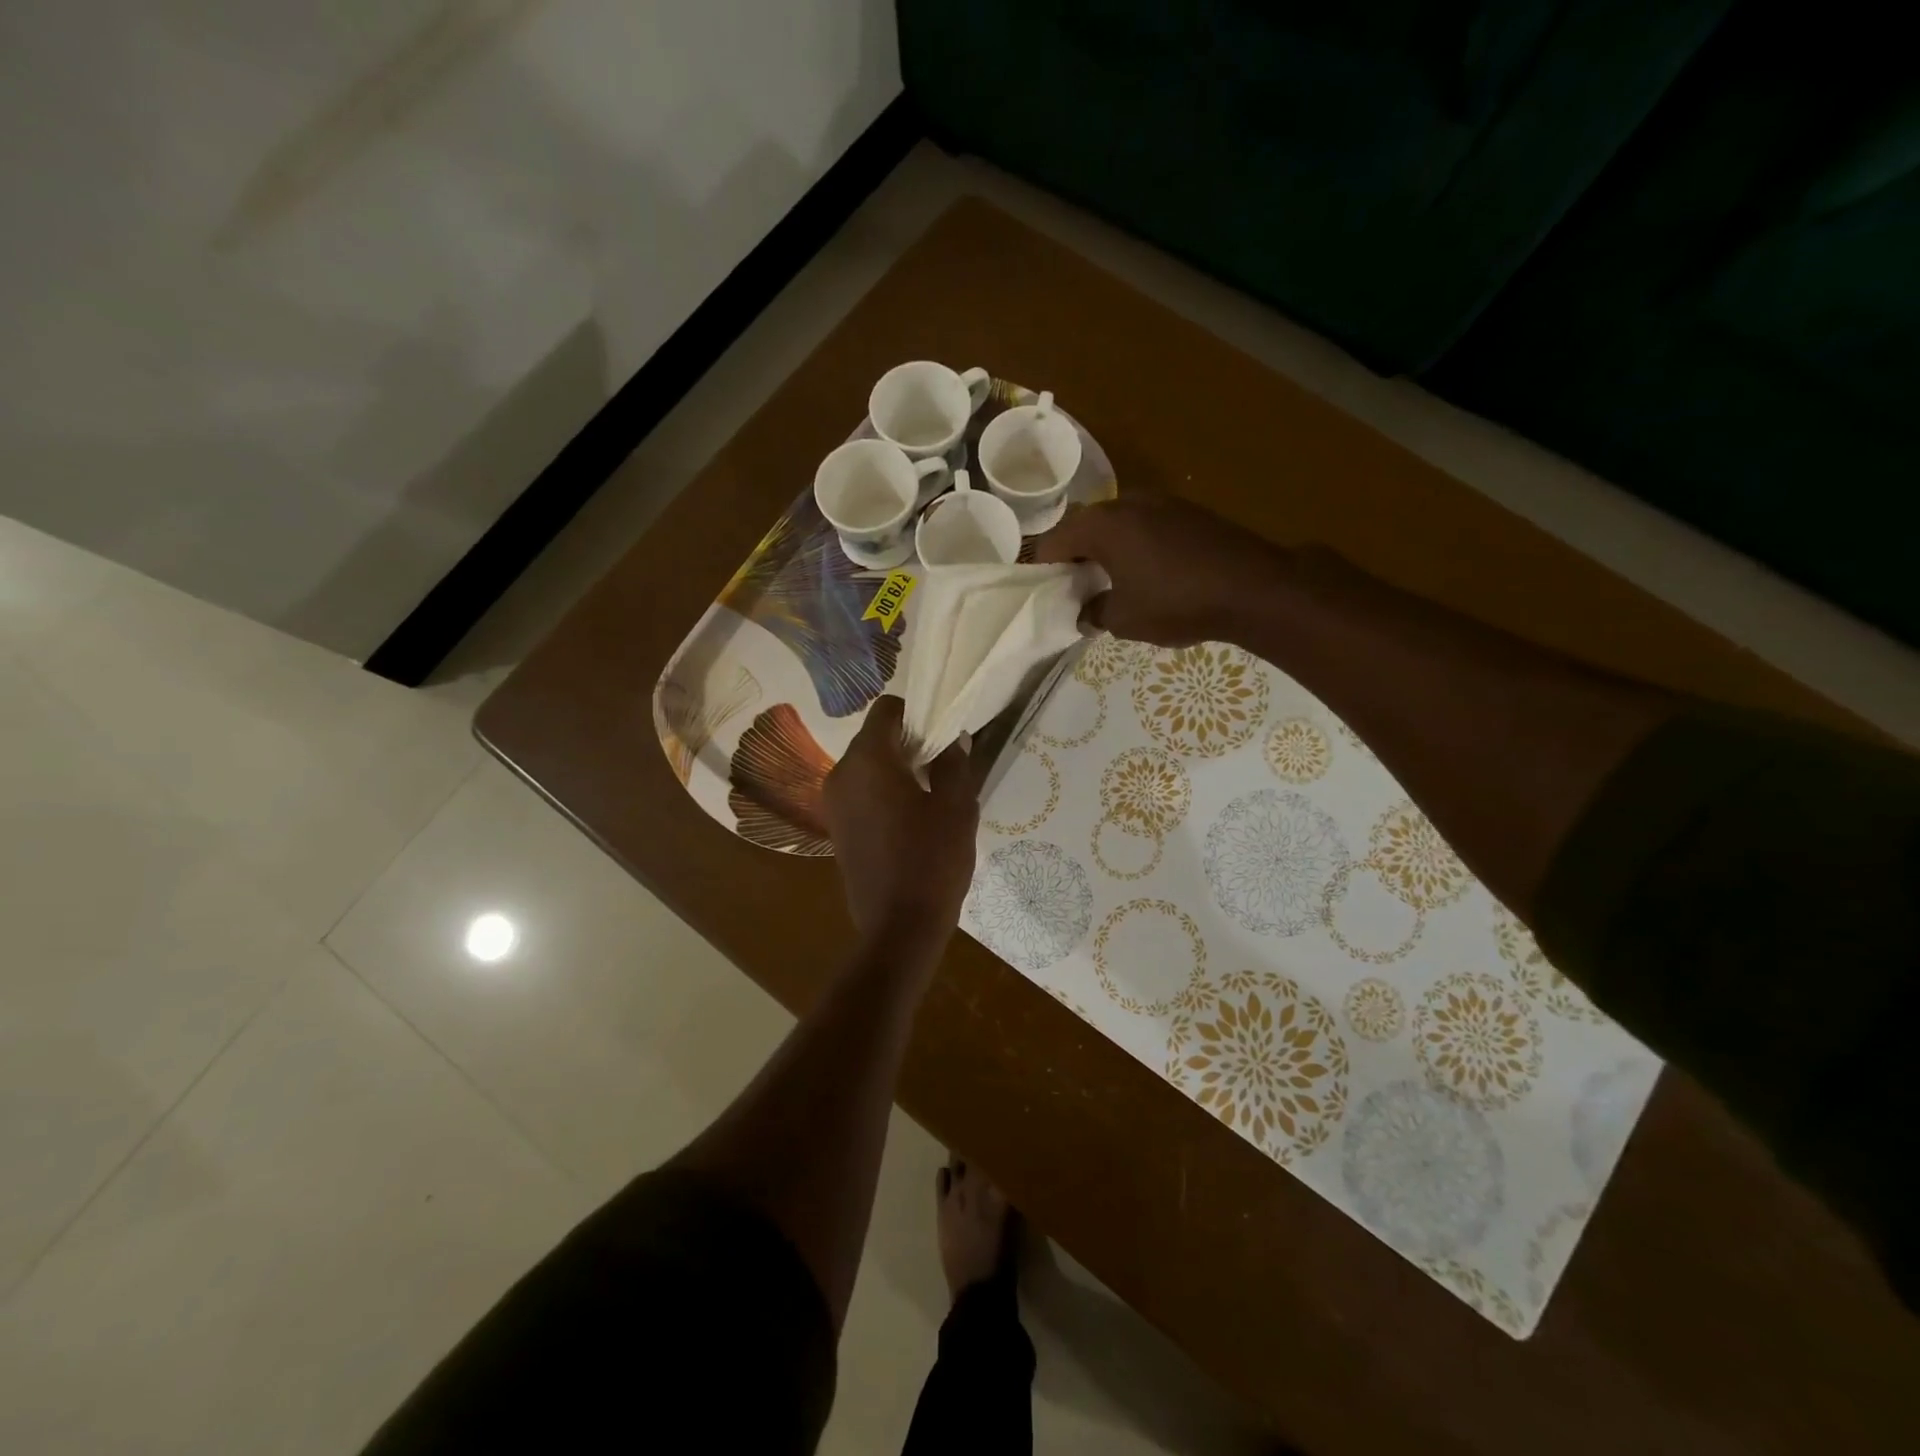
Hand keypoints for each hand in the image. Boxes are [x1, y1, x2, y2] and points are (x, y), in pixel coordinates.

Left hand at [824, 697, 978, 952]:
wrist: (899, 926)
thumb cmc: (932, 859)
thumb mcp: (957, 807)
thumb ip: (954, 763)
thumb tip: (953, 739)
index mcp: (868, 759)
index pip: (886, 710)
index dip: (916, 712)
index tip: (942, 731)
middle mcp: (841, 773)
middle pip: (874, 737)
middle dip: (907, 741)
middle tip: (942, 762)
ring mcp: (834, 802)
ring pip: (866, 765)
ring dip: (895, 767)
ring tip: (929, 790)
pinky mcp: (836, 827)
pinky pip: (860, 791)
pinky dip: (881, 790)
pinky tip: (910, 816)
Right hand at [1035, 496, 1284, 646]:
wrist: (1254, 588)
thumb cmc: (1177, 602)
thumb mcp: (1124, 619)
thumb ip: (1095, 613)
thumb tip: (1085, 613)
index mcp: (1102, 525)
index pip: (1054, 541)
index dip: (1043, 567)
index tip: (1043, 591)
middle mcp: (1127, 502)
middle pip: (1084, 527)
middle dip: (1075, 557)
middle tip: (1074, 588)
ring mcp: (1162, 502)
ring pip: (1117, 524)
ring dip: (1106, 550)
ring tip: (1109, 582)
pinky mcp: (1189, 511)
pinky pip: (1146, 526)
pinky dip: (1135, 546)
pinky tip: (1146, 573)